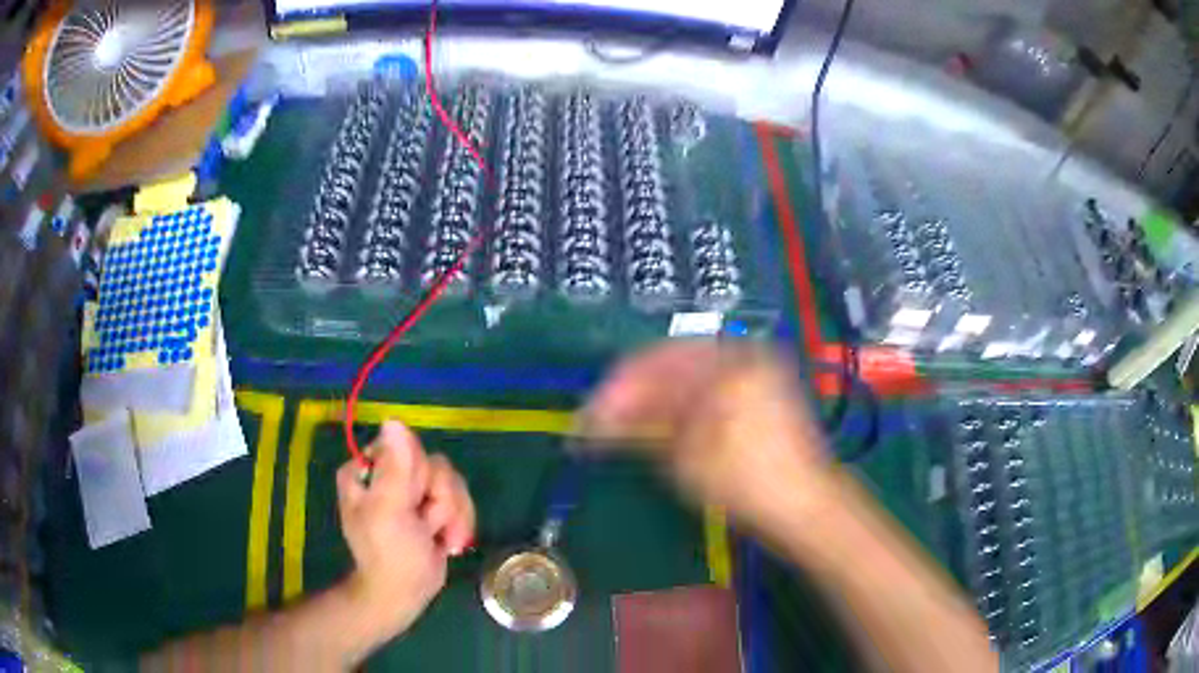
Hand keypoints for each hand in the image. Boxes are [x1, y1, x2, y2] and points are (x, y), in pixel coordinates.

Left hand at [335, 421, 474, 638]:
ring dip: (451, 516)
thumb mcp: (389, 511)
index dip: (418, 477)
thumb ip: (395, 468)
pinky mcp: (433, 505)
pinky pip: (460, 497)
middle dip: (439, 501)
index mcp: (368, 468)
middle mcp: (389, 472)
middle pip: (434, 465)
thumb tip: (394, 420)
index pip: (406, 447)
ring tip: (437, 540)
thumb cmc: (389, 554)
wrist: (406, 593)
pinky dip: (459, 523)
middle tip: (424, 527)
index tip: (412, 504)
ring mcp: (412, 490)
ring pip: (451, 481)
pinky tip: (447, 542)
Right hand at [584, 341, 834, 530]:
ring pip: (690, 373)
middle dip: (635, 392)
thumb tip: (598, 418)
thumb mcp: (686, 457)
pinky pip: (711, 384)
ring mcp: (756, 369)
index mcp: (726, 364)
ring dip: (656, 397)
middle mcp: (742, 355)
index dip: (617, 389)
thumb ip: (641, 426)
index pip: (656, 363)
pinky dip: (684, 402)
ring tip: (628, 424)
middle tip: (605, 419)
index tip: (590, 414)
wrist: (802, 504)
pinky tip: (664, 421)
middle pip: (672, 362)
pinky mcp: (761, 387)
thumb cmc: (745, 482)